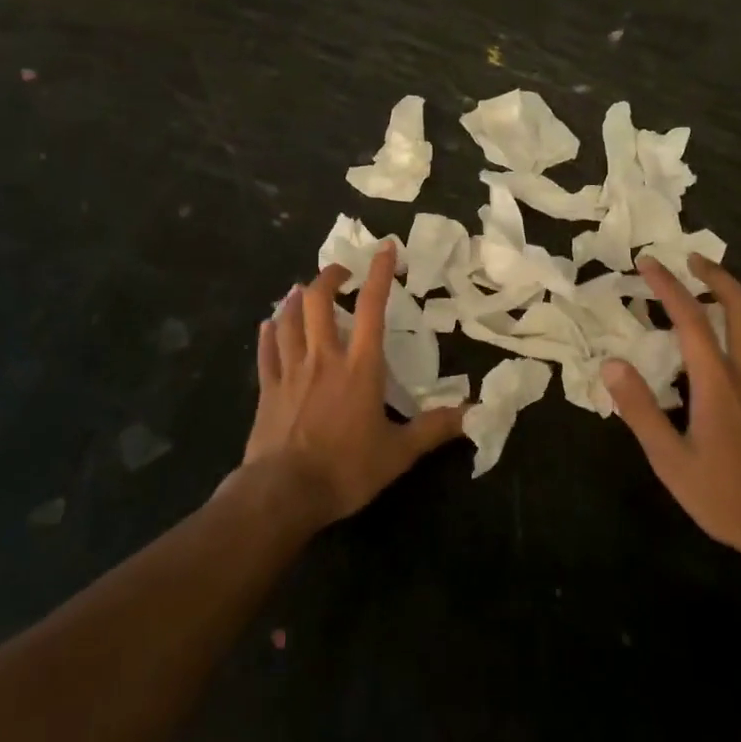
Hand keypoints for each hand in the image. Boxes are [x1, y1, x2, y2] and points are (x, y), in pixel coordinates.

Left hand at [244, 242, 465, 526]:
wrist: (284, 493)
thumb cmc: (346, 469)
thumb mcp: (398, 454)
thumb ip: (433, 429)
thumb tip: (473, 413)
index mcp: (360, 367)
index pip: (373, 307)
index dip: (380, 274)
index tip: (386, 248)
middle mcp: (323, 358)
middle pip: (318, 301)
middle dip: (330, 277)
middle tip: (342, 273)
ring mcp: (291, 370)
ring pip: (288, 319)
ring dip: (296, 298)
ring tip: (302, 289)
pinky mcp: (267, 388)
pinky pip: (267, 350)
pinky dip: (269, 332)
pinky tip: (269, 323)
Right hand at [604, 255, 740, 572]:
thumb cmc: (725, 496)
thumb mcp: (669, 461)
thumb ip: (640, 409)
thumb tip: (612, 365)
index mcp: (717, 383)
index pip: (690, 319)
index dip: (667, 285)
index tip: (648, 263)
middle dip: (715, 274)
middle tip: (693, 262)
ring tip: (730, 285)